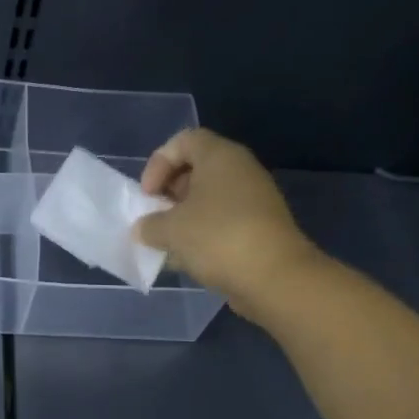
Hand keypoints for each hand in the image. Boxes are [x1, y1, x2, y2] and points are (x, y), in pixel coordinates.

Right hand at [133, 128, 320, 320]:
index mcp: (220, 156)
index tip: (148, 194)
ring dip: (184, 216)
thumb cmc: (217, 238)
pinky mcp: (260, 226)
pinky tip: (188, 258)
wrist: (275, 277)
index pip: (183, 141)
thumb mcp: (170, 230)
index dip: (158, 163)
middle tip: (155, 216)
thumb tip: (144, 229)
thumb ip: (149, 225)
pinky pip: (223, 220)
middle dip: (169, 192)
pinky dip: (203, 233)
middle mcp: (240, 170)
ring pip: (209, 198)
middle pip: (196, 168)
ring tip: (167, 241)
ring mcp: (254, 198)